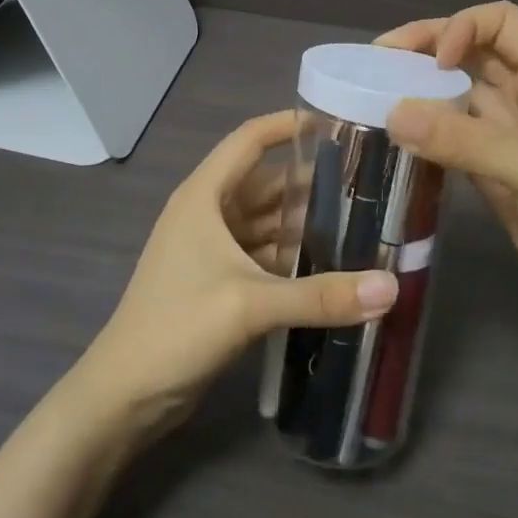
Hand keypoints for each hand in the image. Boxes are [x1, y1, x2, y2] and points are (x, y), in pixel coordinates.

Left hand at [74, 111, 398, 436]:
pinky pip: (264, 255)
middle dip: (311, 181)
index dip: (288, 126)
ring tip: (360, 221)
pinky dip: (293, 257)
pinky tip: (331, 265)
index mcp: (204, 196)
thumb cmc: (177, 328)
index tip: (336, 123)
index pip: (249, 141)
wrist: (125, 395)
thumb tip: (392, 287)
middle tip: (367, 182)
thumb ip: (321, 296)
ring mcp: (212, 249)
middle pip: (266, 183)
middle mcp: (208, 213)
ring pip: (267, 222)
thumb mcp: (250, 305)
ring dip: (305, 223)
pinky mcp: (220, 282)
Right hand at [379, 2, 517, 326]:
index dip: (462, 27)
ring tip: (371, 97)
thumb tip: (392, 113)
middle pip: (470, 51)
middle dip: (425, 50)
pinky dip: (422, 133)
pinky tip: (394, 139)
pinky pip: (449, 138)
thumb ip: (465, 139)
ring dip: (418, 91)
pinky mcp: (492, 172)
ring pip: (455, 94)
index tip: (432, 62)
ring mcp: (507, 135)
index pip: (502, 21)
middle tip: (374, 65)